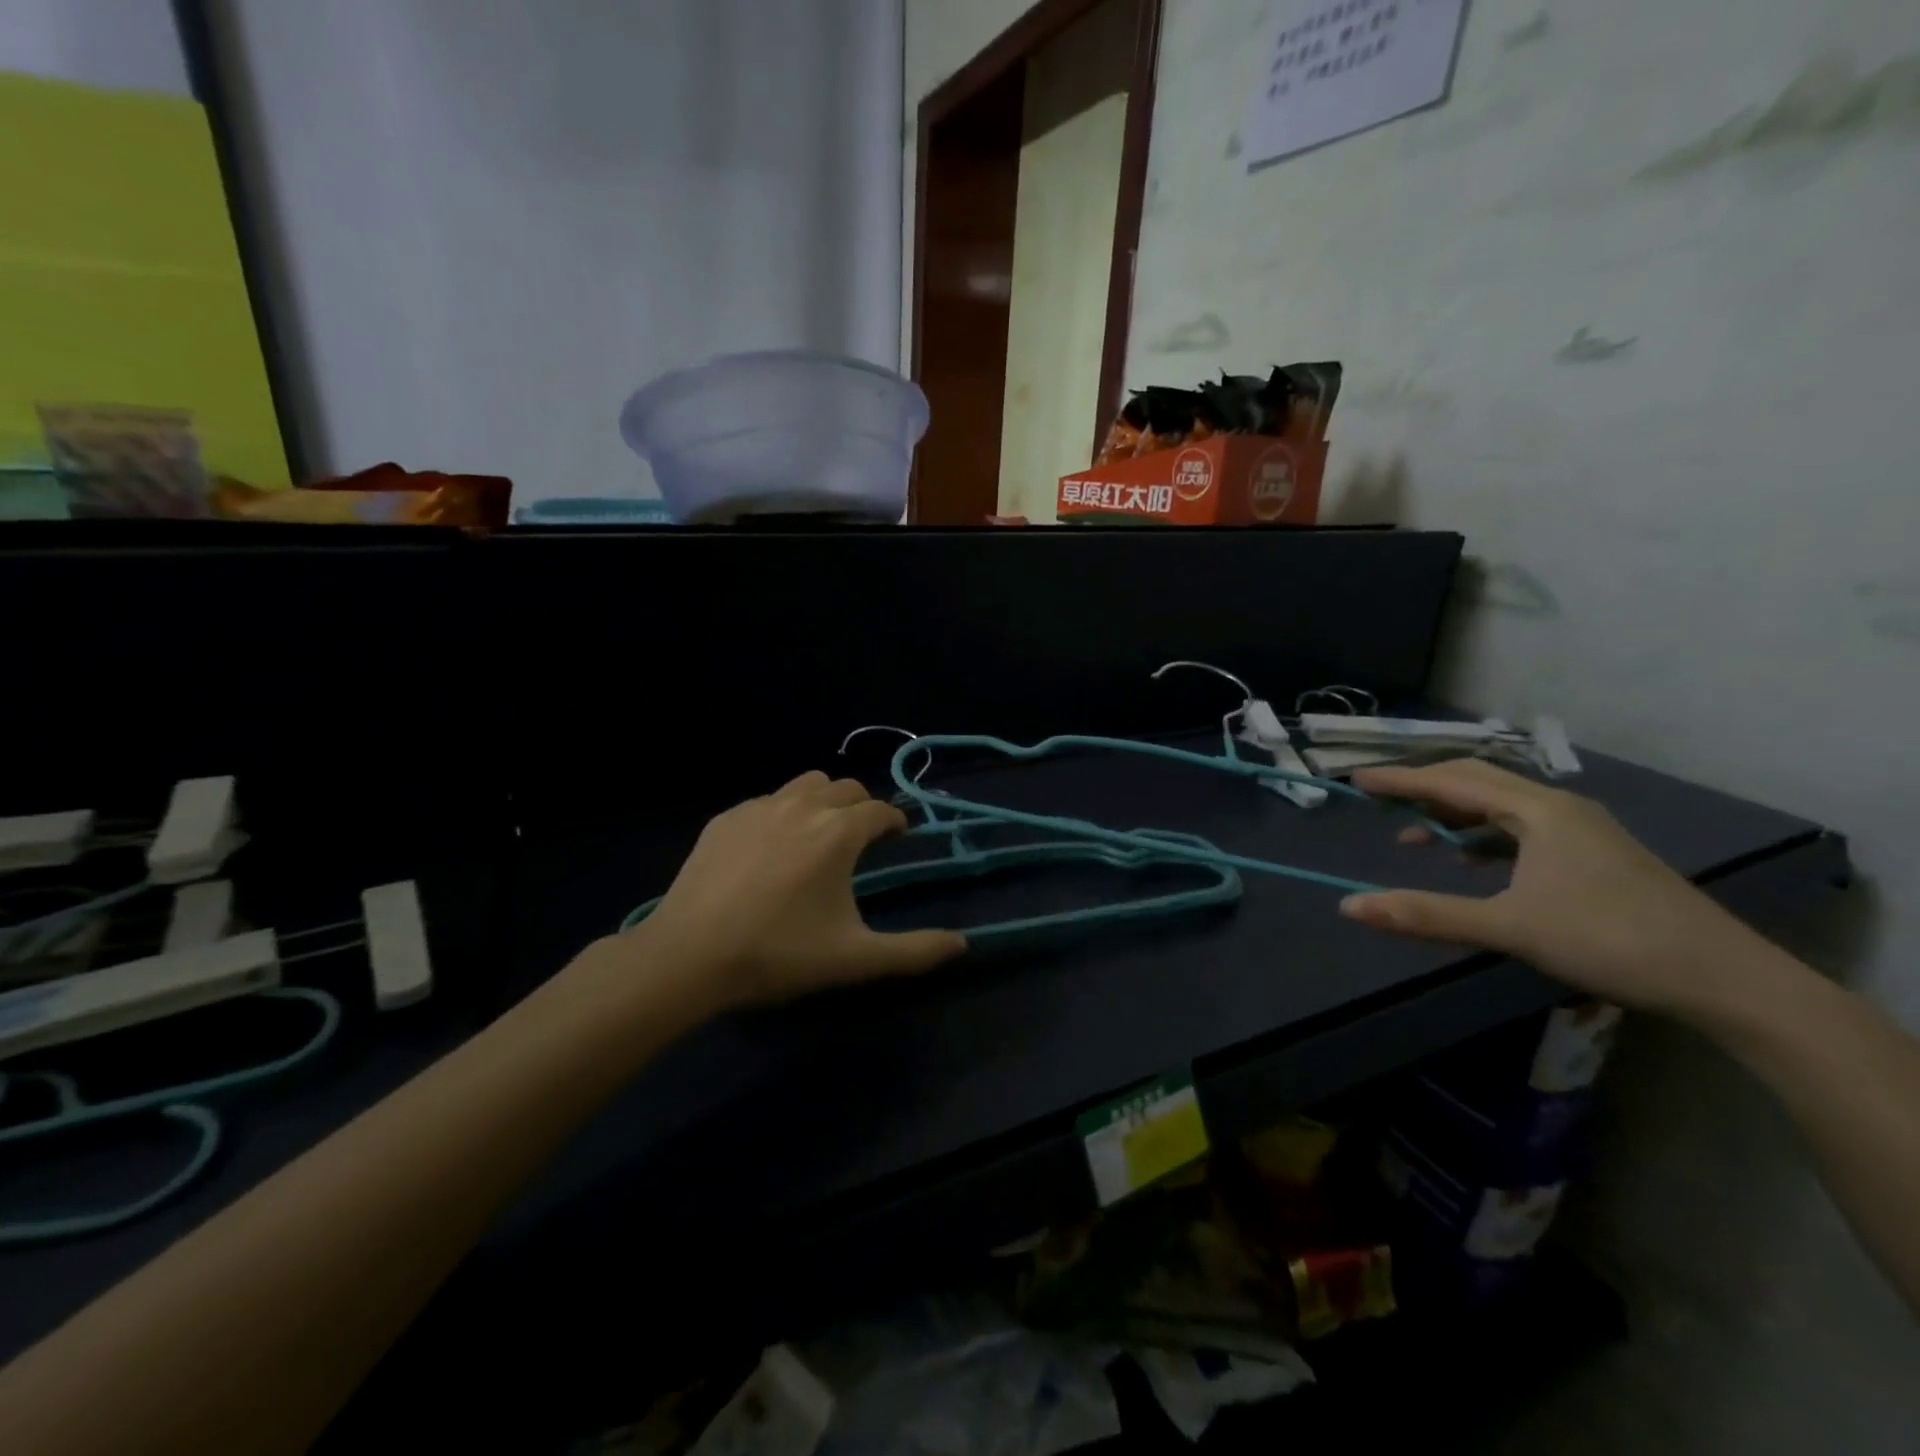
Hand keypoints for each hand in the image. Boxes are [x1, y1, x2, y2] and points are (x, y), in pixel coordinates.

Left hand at [623, 772, 966, 1011]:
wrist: (689, 955)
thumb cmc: (779, 953)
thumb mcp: (854, 958)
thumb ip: (914, 951)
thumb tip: (963, 945)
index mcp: (839, 833)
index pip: (879, 811)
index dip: (894, 821)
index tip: (898, 836)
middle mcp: (803, 806)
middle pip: (845, 789)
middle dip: (861, 807)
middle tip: (860, 838)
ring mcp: (759, 807)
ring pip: (804, 784)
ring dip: (822, 800)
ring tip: (818, 833)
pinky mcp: (725, 819)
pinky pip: (765, 801)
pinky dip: (780, 813)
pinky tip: (769, 849)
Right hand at [1339, 758, 1766, 1018]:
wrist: (1726, 979)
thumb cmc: (1610, 941)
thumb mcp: (1509, 927)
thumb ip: (1426, 914)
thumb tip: (1349, 906)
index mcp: (1538, 811)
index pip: (1452, 781)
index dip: (1400, 780)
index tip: (1356, 780)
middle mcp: (1558, 807)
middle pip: (1477, 780)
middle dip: (1424, 788)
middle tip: (1381, 801)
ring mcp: (1580, 829)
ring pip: (1501, 805)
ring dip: (1453, 814)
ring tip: (1415, 837)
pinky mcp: (1593, 853)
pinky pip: (1521, 828)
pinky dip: (1483, 836)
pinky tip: (1472, 862)